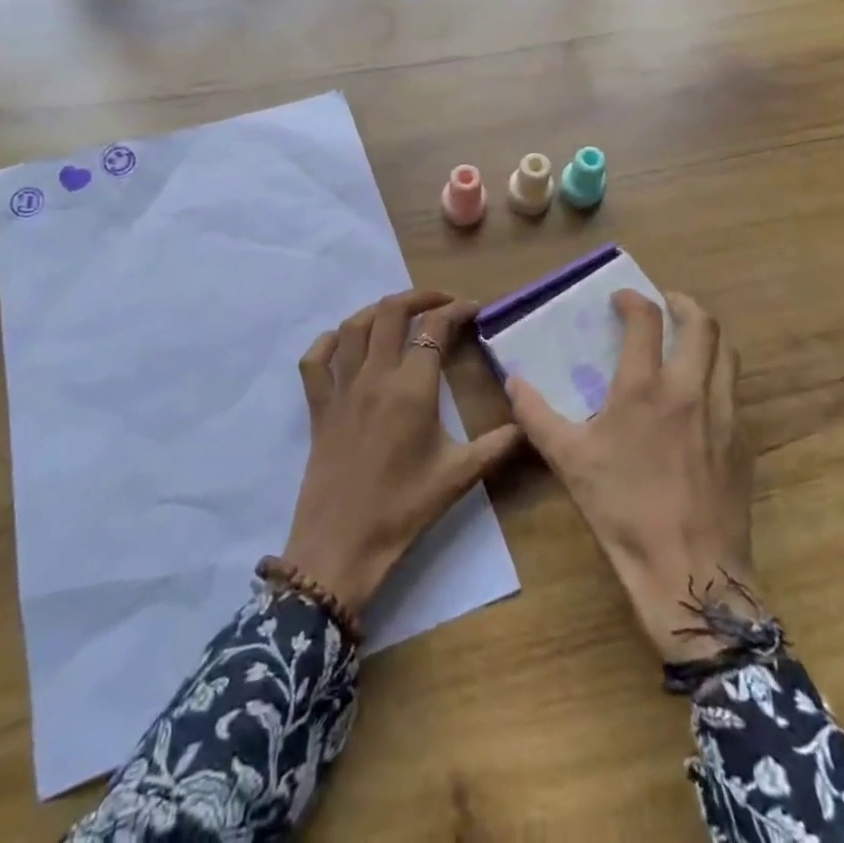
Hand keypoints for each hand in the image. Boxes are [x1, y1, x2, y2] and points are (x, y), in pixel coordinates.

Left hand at [280, 290, 521, 618]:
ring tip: (400, 313)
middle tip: (441, 302)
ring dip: (378, 310)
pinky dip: (328, 342)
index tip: (473, 309)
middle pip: (391, 312)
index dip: (456, 311)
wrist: (341, 546)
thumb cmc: (404, 509)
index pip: (434, 328)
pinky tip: (344, 342)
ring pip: (354, 327)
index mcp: (412, 388)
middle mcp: (375, 376)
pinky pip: (315, 361)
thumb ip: (497, 445)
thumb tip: (528, 423)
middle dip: (419, 297)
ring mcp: (341, 388)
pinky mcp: (318, 406)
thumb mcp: (459, 476)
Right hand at [508, 290, 756, 663]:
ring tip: (688, 339)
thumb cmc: (623, 510)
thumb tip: (513, 381)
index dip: (634, 300)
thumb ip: (536, 415)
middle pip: (701, 325)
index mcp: (644, 388)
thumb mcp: (568, 461)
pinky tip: (702, 395)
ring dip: (707, 336)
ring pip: (727, 353)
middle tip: (666, 304)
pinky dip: (720, 374)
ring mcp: (724, 414)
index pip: (646, 320)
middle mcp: (690, 390)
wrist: (690, 570)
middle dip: (683, 304)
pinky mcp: (742, 442)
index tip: (622, 298)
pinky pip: (735, 391)